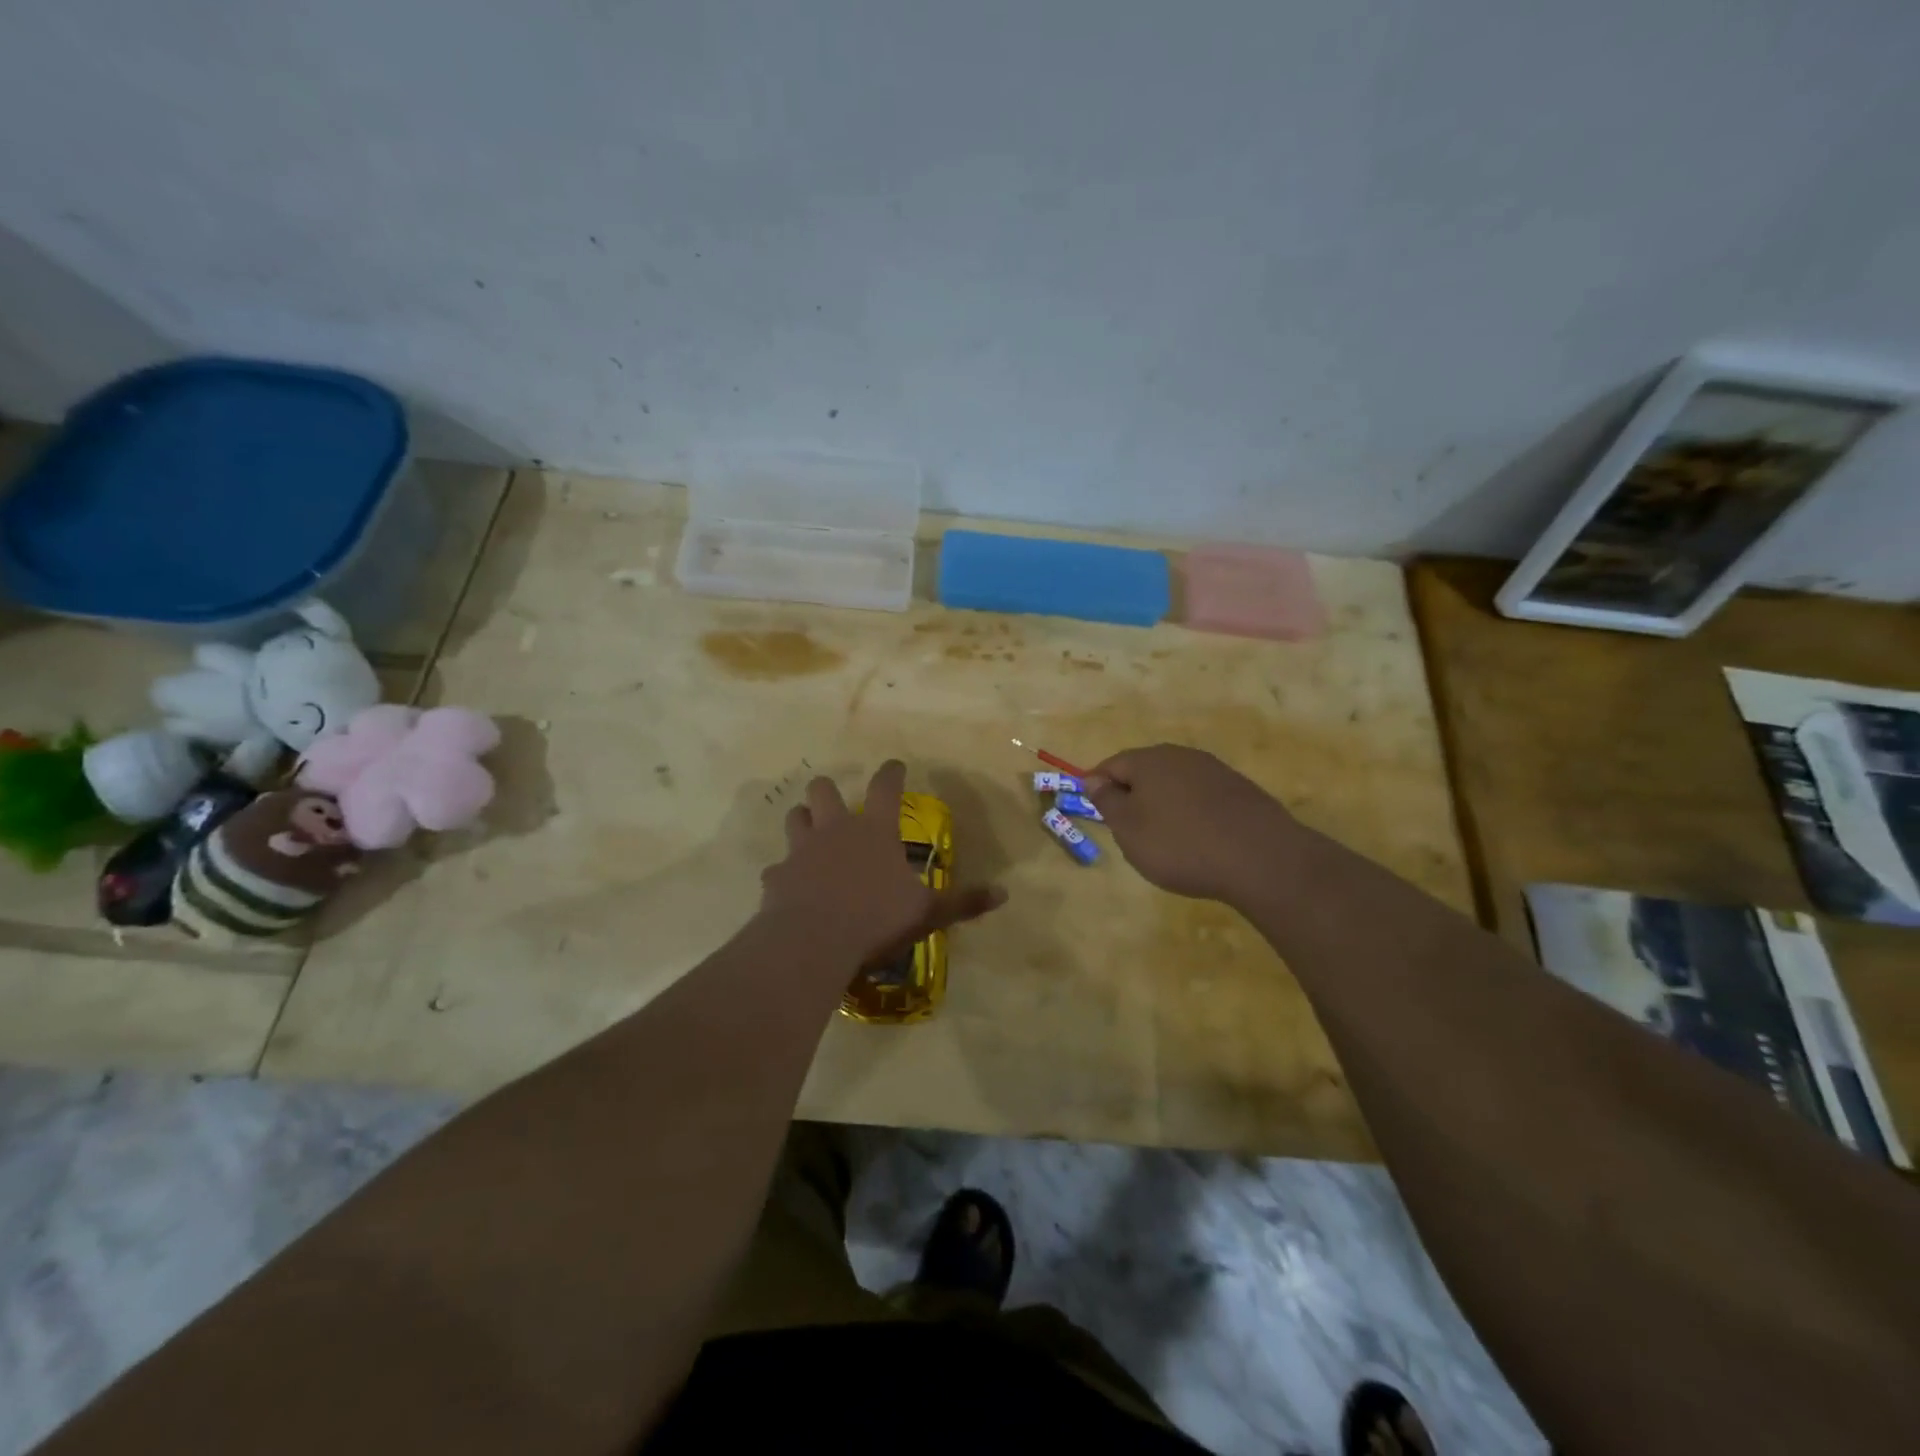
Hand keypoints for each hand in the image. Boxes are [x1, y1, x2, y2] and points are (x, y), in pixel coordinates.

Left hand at [759, 760, 1005, 965]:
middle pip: (823, 790)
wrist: (812, 942)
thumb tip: (1004, 894)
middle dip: (828, 790)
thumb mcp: (928, 913)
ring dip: (802, 820)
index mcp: (874, 831)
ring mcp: (801, 850)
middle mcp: (835, 830)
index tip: (894, 765)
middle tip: (836, 802)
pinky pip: (778, 867)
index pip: (885, 787)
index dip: (891, 772)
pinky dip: (785, 873)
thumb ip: (964, 902)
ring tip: (809, 830)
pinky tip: (790, 886)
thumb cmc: (876, 919)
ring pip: (795, 817)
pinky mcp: (777, 876)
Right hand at [1084, 744, 1300, 904]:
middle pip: (1145, 771)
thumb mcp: (1129, 829)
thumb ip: (1107, 801)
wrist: (1261, 858)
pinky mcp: (1240, 790)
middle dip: (1132, 795)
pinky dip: (1191, 814)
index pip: (1111, 765)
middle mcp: (1181, 756)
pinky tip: (1197, 840)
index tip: (1094, 812)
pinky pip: (1201, 797)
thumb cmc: (1180, 844)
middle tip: (1127, 830)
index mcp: (1149, 760)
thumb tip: (1092, 779)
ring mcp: (1215, 771)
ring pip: (1175, 783)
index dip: (1097, 787)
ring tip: (1163, 839)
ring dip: (1163, 805)